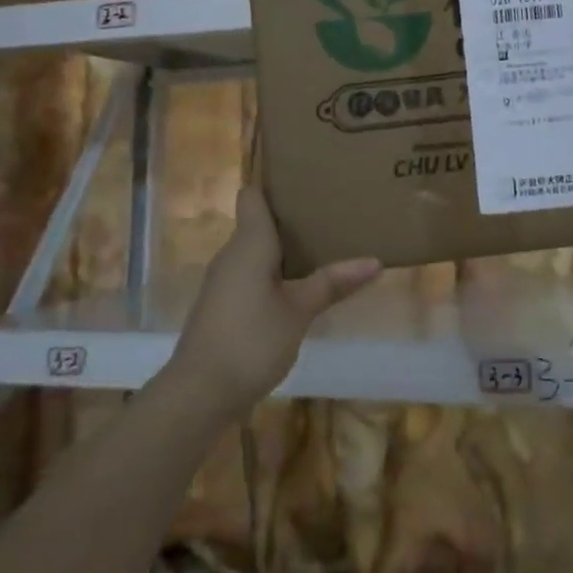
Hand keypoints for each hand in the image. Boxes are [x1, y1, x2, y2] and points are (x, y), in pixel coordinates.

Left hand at [169, 189, 381, 418]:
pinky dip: (274, 272)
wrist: (198, 395)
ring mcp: (224, 282)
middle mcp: (232, 254)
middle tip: (331, 210)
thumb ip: (333, 283)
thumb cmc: (250, 341)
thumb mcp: (299, 311)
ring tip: (324, 244)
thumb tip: (375, 260)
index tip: (306, 178)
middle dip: (291, 217)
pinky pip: (252, 274)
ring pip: (256, 250)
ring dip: (284, 248)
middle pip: (258, 221)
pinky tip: (300, 285)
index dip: (275, 183)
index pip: (253, 195)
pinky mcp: (223, 306)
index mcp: (249, 243)